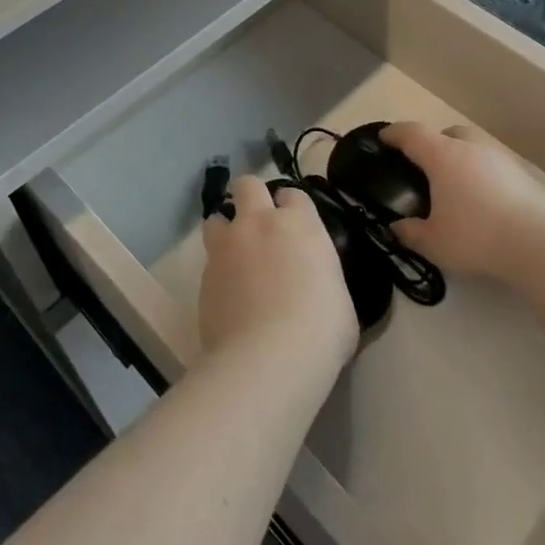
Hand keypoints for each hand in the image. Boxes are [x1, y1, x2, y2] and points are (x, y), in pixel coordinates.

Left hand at [199, 176, 357, 368]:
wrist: (269, 358)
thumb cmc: (320, 330)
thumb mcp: (340, 300)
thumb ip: (323, 279)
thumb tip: (317, 286)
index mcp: (300, 224)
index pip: (293, 195)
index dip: (292, 209)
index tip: (295, 227)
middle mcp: (260, 223)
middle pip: (248, 185)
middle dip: (251, 198)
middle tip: (259, 226)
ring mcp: (227, 246)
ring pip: (217, 217)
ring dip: (226, 230)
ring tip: (235, 256)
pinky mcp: (203, 275)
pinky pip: (208, 260)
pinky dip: (217, 270)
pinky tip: (228, 294)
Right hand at [378, 123, 544, 281]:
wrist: (538, 243)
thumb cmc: (475, 236)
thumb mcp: (433, 243)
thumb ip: (411, 233)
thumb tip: (398, 227)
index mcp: (443, 156)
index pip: (412, 134)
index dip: (395, 133)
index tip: (384, 138)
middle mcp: (471, 148)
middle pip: (448, 133)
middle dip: (435, 143)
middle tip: (427, 165)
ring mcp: (502, 159)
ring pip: (475, 146)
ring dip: (463, 157)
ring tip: (458, 185)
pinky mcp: (524, 175)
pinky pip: (495, 166)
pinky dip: (485, 175)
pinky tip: (485, 200)